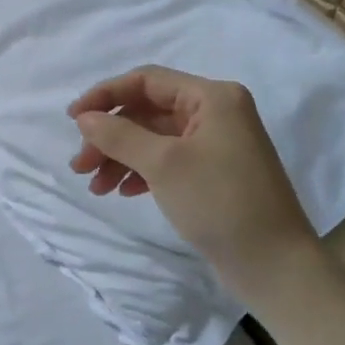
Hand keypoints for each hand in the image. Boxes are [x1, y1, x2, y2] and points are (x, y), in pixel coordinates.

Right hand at [68, 66, 317, 304]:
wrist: (273, 263)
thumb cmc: (220, 202)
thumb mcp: (163, 164)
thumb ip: (119, 135)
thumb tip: (84, 117)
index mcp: (212, 97)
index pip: (146, 80)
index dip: (105, 95)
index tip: (71, 119)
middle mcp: (215, 113)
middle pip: (146, 111)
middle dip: (109, 135)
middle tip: (80, 165)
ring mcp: (215, 144)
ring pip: (152, 138)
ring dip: (119, 157)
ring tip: (95, 187)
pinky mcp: (212, 173)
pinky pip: (166, 160)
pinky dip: (139, 172)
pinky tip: (123, 192)